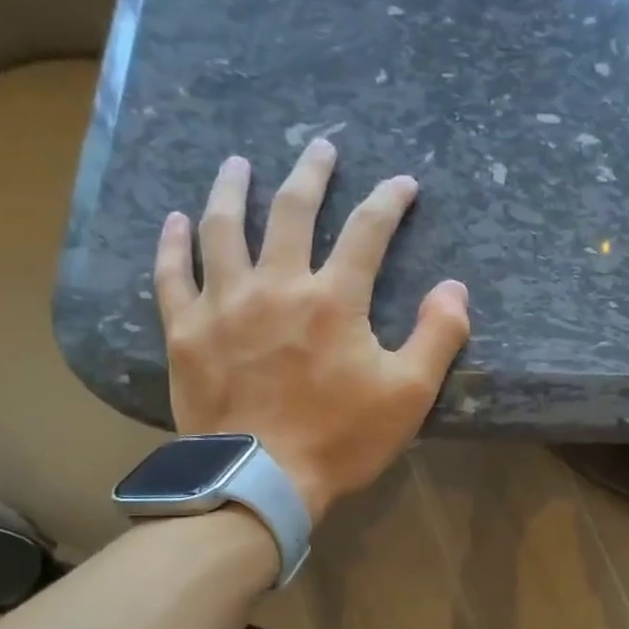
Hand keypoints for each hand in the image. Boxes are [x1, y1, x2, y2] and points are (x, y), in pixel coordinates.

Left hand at [152, 140, 469, 522]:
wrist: (260, 480)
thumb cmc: (341, 438)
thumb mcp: (409, 394)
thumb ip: (438, 335)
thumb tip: (454, 287)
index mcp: (334, 299)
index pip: (368, 232)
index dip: (389, 201)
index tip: (403, 184)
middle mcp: (277, 285)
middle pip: (293, 212)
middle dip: (311, 174)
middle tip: (319, 147)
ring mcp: (224, 304)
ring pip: (224, 229)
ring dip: (233, 190)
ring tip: (238, 163)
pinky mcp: (187, 331)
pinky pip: (173, 275)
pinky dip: (173, 244)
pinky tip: (175, 221)